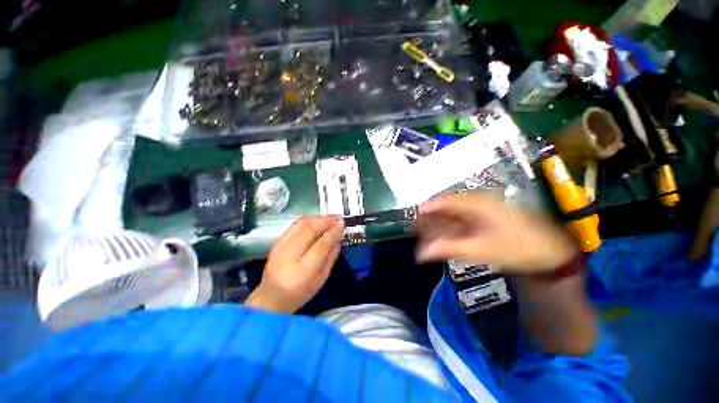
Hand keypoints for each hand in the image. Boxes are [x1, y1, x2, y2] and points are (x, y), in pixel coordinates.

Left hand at [246, 216, 343, 313]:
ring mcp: (280, 246)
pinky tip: (316, 221)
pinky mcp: (276, 242)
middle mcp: (289, 255)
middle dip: (325, 221)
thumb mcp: (321, 278)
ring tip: (329, 218)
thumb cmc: (301, 291)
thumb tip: (338, 238)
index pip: (320, 245)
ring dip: (317, 218)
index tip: (342, 223)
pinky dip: (308, 220)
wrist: (271, 297)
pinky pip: (294, 225)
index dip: (332, 232)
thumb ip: (331, 257)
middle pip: (308, 229)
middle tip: (337, 218)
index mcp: (303, 270)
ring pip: (300, 223)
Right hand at [414, 192, 577, 274]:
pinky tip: (442, 243)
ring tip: (426, 241)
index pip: (446, 202)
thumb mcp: (482, 250)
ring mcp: (482, 214)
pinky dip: (450, 233)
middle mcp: (477, 205)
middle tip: (416, 232)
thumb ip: (449, 249)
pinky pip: (462, 225)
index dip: (429, 208)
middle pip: (447, 210)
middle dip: (431, 221)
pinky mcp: (485, 223)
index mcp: (478, 204)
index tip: (414, 216)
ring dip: (439, 229)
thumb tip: (422, 253)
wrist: (553, 255)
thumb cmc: (520, 248)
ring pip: (453, 218)